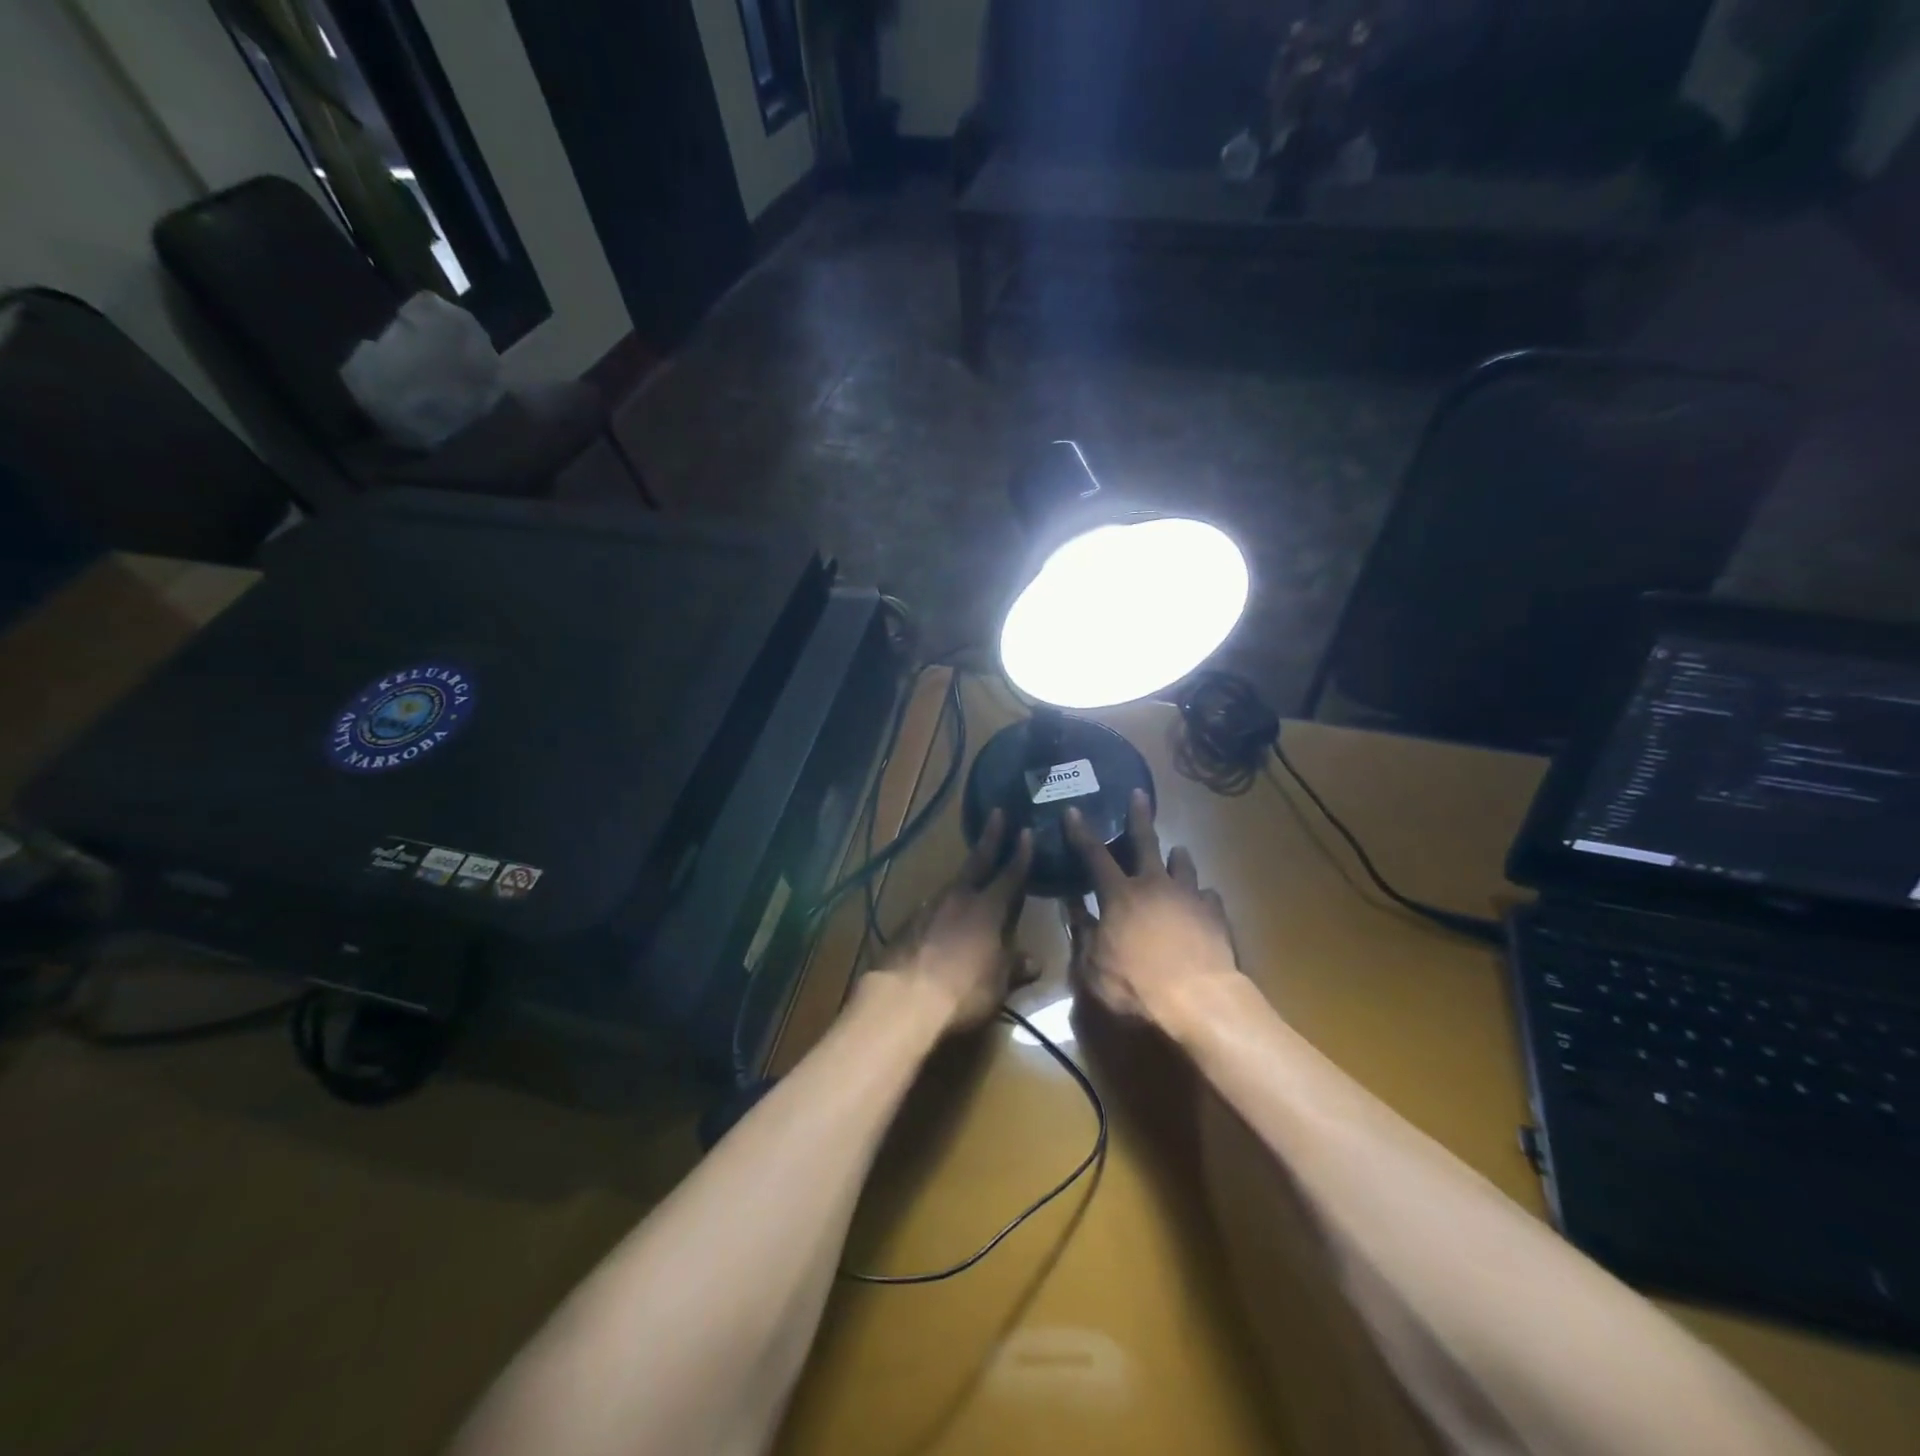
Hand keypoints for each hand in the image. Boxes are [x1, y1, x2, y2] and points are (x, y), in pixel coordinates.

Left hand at [870, 810, 1035, 1033]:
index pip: (1010, 875)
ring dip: (965, 876)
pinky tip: (943, 915)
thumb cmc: (962, 990)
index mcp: (988, 909)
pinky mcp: (908, 922)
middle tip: (997, 813)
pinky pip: (932, 906)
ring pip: (953, 884)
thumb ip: (1015, 966)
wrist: (903, 998)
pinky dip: (943, 905)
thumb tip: (1033, 961)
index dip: (1021, 854)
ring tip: (972, 874)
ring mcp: (929, 907)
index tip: (1026, 831)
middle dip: (990, 837)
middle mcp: (959, 898)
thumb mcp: (998, 983)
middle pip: (978, 862)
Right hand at [1064, 790, 1245, 1041]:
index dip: (1081, 832)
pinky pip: (1208, 896)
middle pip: (1145, 842)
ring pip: (1183, 865)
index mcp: (1120, 895)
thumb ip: (1083, 934)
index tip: (1073, 810)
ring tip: (1177, 853)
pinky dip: (1201, 896)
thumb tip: (1073, 907)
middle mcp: (1155, 886)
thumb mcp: (1093, 968)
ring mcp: (1189, 897)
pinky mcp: (1216, 915)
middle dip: (1138, 816)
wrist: (1200, 1001)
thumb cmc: (1136, 987)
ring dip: (1176, 857)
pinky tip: (1202, 902)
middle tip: (1139, 794)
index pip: (1094, 855)